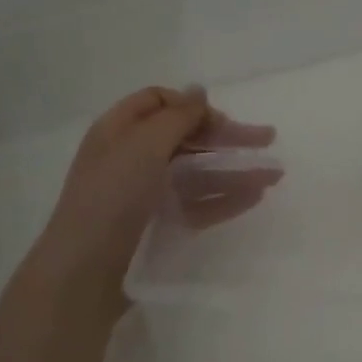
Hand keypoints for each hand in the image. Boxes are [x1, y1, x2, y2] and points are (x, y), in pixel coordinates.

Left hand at [33, 86, 278, 313]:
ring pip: (198, 172)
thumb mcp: (143, 146)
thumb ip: (177, 116)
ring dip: (235, 168)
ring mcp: (147, 193)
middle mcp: (133, 157)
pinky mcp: (159, 224)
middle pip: (186, 137)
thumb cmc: (112, 198)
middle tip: (269, 139)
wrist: (86, 271)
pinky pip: (198, 203)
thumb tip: (199, 90)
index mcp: (120, 130)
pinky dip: (225, 197)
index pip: (160, 103)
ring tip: (274, 175)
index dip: (192, 106)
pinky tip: (254, 196)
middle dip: (227, 136)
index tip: (222, 120)